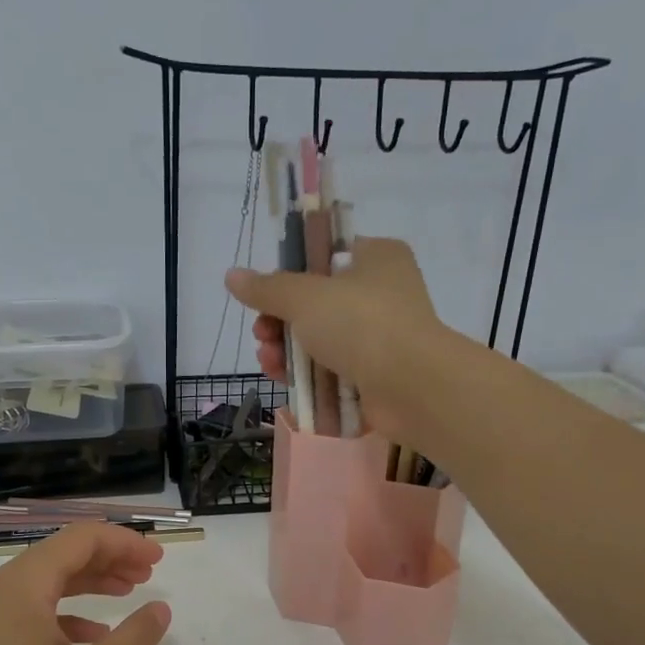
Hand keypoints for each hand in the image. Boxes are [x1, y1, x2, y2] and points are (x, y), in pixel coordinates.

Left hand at [0, 523, 170, 644]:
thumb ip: (133, 638)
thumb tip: (161, 608)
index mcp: (24, 583)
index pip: (82, 538)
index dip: (124, 542)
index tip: (159, 558)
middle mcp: (3, 587)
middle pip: (64, 553)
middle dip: (111, 558)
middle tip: (149, 574)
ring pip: (50, 580)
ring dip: (92, 582)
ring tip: (129, 592)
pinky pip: (35, 608)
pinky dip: (70, 611)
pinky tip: (94, 636)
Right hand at [225, 237, 449, 439]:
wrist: (411, 387)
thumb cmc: (361, 324)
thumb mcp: (305, 297)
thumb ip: (266, 288)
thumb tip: (232, 276)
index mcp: (377, 258)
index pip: (325, 256)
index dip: (291, 275)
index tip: (267, 296)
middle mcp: (383, 293)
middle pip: (316, 302)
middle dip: (279, 321)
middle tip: (262, 334)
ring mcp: (381, 337)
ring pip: (321, 339)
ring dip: (287, 350)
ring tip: (268, 361)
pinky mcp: (376, 374)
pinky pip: (333, 369)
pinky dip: (307, 374)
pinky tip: (282, 379)